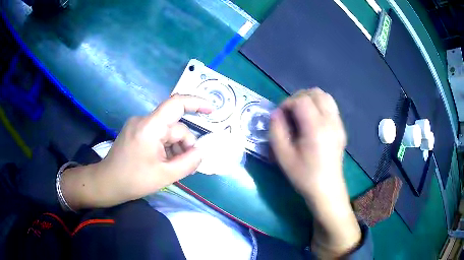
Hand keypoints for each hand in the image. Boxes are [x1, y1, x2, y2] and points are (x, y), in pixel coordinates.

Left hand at [61, 95, 212, 208]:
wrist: (107, 183)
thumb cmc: (134, 180)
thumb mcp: (165, 175)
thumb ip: (188, 162)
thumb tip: (201, 152)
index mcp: (150, 127)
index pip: (176, 104)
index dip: (196, 103)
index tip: (212, 110)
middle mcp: (144, 120)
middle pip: (174, 126)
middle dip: (185, 144)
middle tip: (189, 165)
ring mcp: (138, 126)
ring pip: (166, 132)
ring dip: (175, 148)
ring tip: (175, 167)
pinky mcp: (136, 132)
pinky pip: (157, 136)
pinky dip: (166, 147)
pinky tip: (165, 163)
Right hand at [269, 88, 359, 256]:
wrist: (327, 190)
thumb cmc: (304, 176)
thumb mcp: (283, 156)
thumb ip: (276, 131)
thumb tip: (276, 113)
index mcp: (316, 128)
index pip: (302, 100)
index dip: (287, 103)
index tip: (280, 116)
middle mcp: (331, 121)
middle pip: (316, 93)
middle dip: (299, 98)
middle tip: (289, 114)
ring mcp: (338, 124)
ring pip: (326, 97)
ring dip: (310, 100)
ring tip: (300, 115)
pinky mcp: (341, 129)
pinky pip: (330, 107)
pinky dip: (319, 107)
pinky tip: (312, 123)